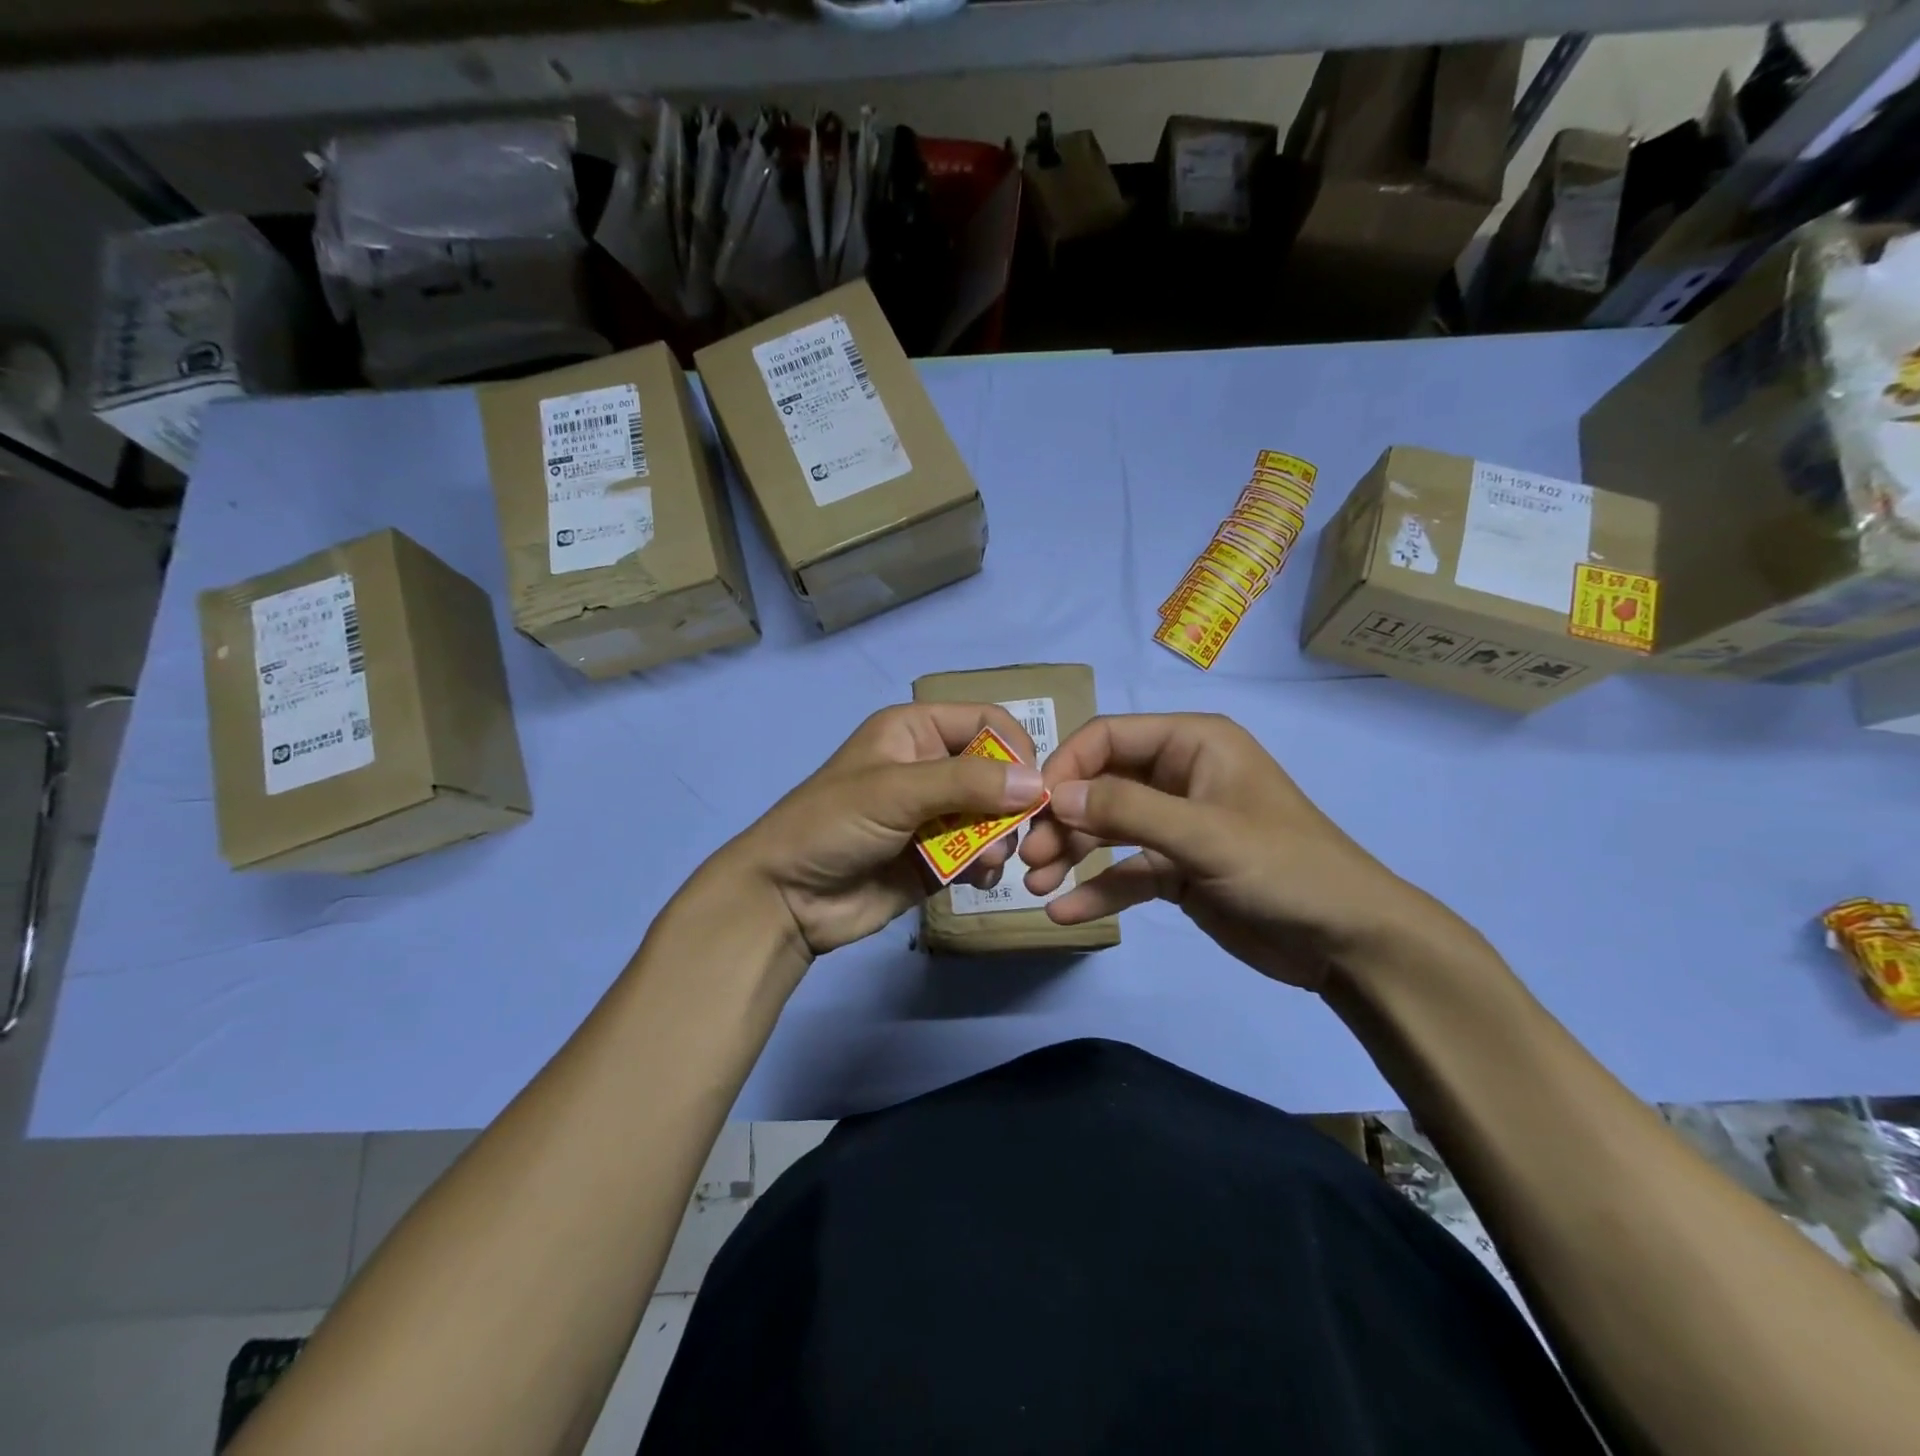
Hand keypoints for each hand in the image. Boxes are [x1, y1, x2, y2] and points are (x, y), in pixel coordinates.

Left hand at [716, 702, 1042, 962]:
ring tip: (986, 861)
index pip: (986, 721)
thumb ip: (966, 783)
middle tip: (1013, 835)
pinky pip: (980, 852)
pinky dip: (987, 864)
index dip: (1015, 748)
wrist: (786, 898)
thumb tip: (1037, 782)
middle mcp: (930, 766)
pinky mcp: (937, 856)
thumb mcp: (896, 791)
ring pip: (994, 816)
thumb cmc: (832, 825)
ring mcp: (935, 814)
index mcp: (916, 731)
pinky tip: (978, 879)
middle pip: (997, 772)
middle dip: (1011, 803)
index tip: (1032, 786)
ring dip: (1001, 837)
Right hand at [1019, 713, 1466, 991]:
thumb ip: (1127, 810)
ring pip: (1106, 829)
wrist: (1348, 942)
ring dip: (1069, 854)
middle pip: (1100, 784)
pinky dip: (1095, 889)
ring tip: (1035, 886)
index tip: (1033, 807)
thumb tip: (1056, 795)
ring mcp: (1175, 824)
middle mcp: (1178, 776)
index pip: (1109, 737)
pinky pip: (1124, 872)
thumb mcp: (1204, 834)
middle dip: (1063, 819)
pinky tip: (1064, 913)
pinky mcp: (1176, 869)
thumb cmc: (1284, 868)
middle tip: (1029, 858)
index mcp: (1192, 744)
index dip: (1066, 767)